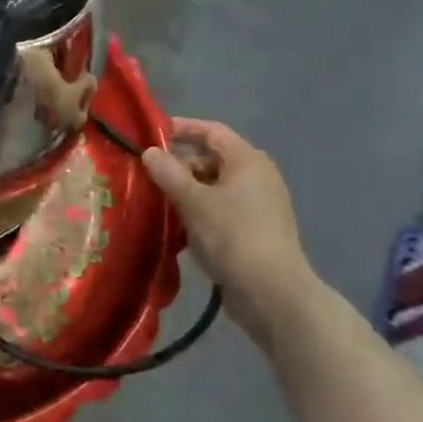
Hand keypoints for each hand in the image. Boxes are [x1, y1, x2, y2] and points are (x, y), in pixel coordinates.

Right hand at [142, 119, 321, 347]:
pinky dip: (200, 211)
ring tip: (158, 202)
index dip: (181, 128)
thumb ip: (168, 173)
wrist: (273, 294)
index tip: (150, 134)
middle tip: (149, 174)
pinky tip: (178, 228)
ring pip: (215, 186)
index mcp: (247, 160)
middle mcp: (258, 176)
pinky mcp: (256, 231)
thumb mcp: (193, 201)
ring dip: (187, 190)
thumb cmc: (233, 236)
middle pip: (213, 158)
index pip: (211, 131)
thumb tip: (150, 152)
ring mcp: (259, 205)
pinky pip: (222, 210)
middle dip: (180, 164)